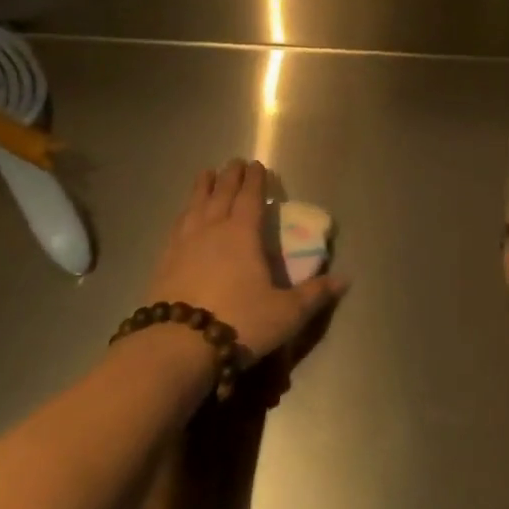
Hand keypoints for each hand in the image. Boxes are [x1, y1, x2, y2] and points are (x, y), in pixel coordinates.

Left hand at [146, 159, 344, 358]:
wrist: (177, 346)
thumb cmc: (239, 322)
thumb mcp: (286, 313)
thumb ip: (314, 294)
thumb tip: (345, 279)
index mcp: (242, 233)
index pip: (250, 197)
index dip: (255, 179)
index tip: (257, 164)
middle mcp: (212, 229)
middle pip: (221, 194)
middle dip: (230, 176)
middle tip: (234, 162)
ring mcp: (184, 243)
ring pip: (195, 205)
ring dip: (202, 187)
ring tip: (206, 174)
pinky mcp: (164, 261)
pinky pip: (176, 226)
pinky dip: (183, 212)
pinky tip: (183, 215)